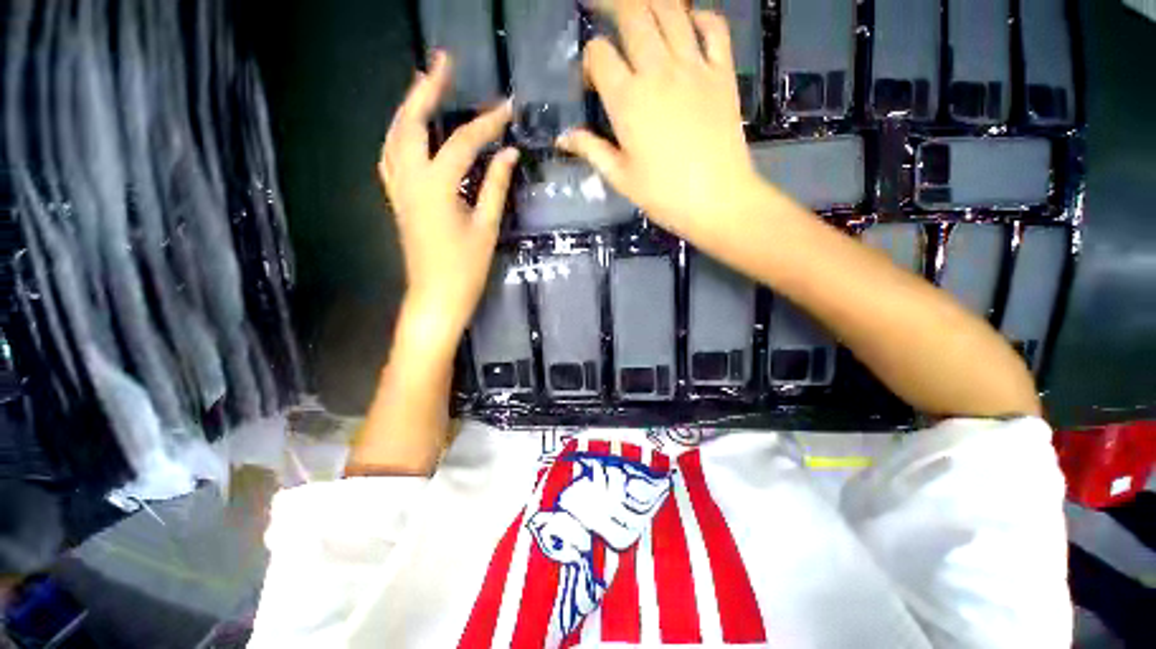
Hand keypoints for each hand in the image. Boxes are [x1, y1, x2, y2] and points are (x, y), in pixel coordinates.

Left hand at [379, 52, 518, 343]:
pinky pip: (392, 155)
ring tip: (424, 85)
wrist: (435, 296)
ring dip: (408, 106)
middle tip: (443, 62)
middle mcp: (410, 178)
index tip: (507, 107)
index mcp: (436, 186)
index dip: (487, 122)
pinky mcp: (397, 199)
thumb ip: (496, 186)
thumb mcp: (486, 227)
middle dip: (427, 88)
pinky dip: (401, 134)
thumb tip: (509, 155)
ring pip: (395, 135)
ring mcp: (398, 188)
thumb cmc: (465, 268)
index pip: (463, 142)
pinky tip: (412, 130)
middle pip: (411, 122)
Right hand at [558, 0, 760, 237]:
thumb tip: (563, 138)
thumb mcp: (620, 177)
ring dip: (650, 1)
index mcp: (628, 101)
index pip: (599, 54)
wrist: (717, 200)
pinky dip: (699, 17)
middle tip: (601, 6)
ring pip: (671, 10)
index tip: (592, 81)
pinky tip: (687, 24)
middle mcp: (658, 71)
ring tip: (638, 9)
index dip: (590, 61)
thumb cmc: (664, 195)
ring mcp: (694, 67)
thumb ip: (591, 150)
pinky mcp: (722, 72)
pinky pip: (714, 27)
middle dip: (611, 4)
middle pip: (632, 14)